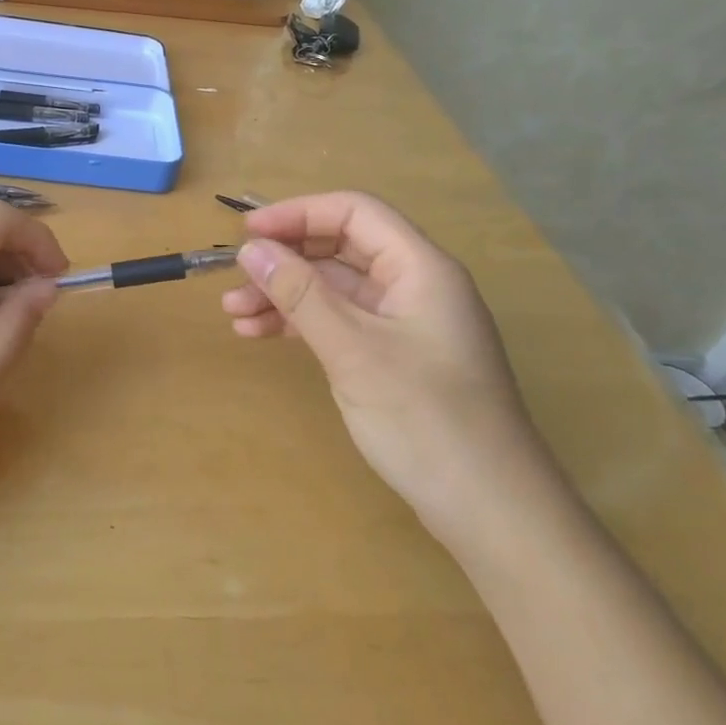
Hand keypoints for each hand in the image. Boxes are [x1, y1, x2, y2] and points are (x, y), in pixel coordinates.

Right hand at [222, 191, 547, 535]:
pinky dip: (301, 324)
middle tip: (235, 280)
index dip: (298, 213)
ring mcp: (403, 323)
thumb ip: (301, 294)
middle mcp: (413, 285)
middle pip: (340, 249)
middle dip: (285, 260)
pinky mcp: (393, 357)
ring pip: (334, 288)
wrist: (491, 512)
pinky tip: (262, 335)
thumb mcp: (353, 350)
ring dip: (285, 295)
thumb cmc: (426, 419)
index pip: (354, 212)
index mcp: (420, 268)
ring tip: (235, 315)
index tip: (247, 234)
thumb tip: (252, 250)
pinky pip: (339, 322)